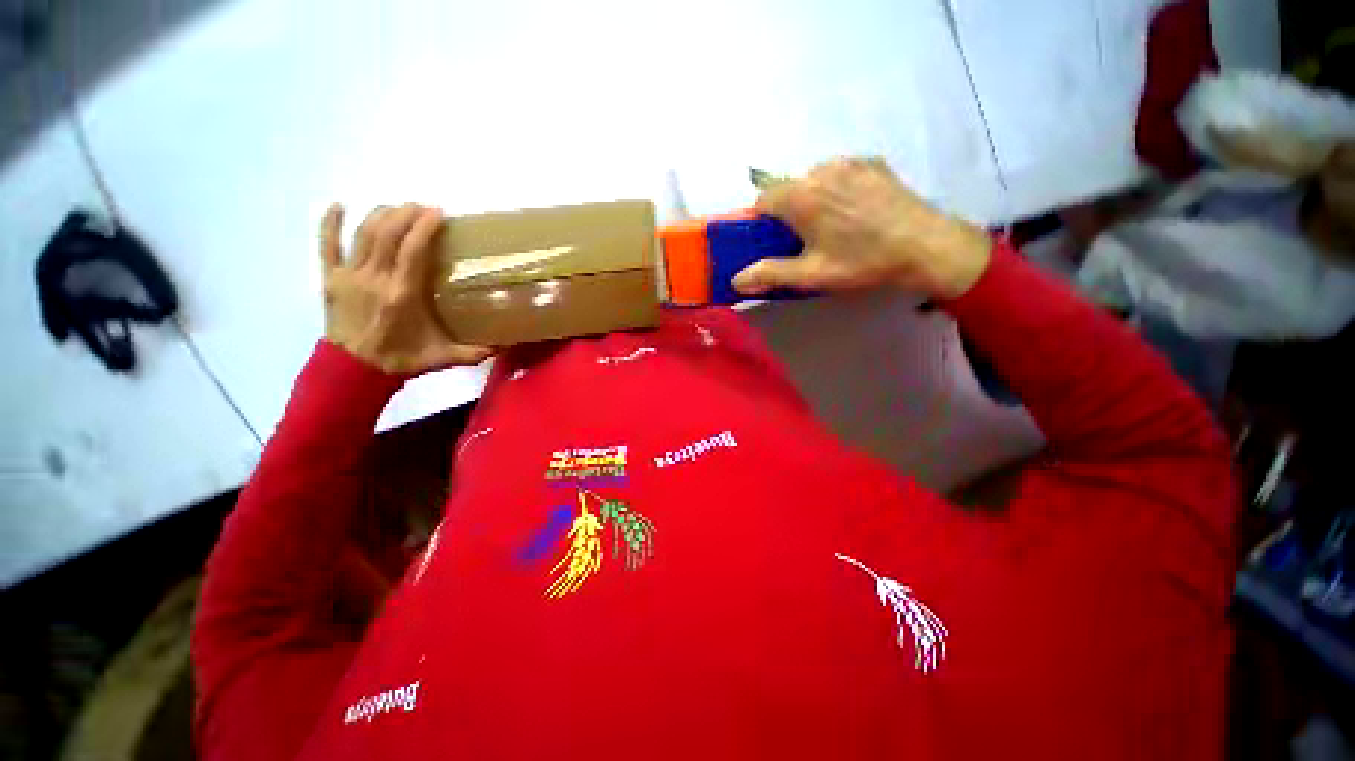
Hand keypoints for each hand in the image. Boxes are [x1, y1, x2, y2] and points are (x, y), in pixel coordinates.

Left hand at [320, 204, 491, 373]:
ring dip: (380, 215)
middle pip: (387, 233)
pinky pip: (326, 245)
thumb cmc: (400, 359)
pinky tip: (337, 205)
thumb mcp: (441, 357)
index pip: (413, 250)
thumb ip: (472, 352)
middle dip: (405, 214)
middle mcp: (375, 278)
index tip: (438, 212)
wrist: (352, 372)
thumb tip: (503, 347)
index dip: (424, 227)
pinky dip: (329, 223)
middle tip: (422, 207)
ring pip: (363, 233)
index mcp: (402, 294)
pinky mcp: (330, 279)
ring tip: (397, 207)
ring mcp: (349, 276)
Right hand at [732, 157, 992, 300]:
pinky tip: (854, 211)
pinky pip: (839, 172)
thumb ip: (769, 274)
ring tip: (833, 225)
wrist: (924, 246)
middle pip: (787, 188)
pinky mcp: (871, 162)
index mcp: (802, 196)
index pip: (762, 198)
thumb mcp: (812, 274)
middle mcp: (821, 170)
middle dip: (787, 211)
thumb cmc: (862, 262)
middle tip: (806, 239)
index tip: (773, 241)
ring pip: (812, 178)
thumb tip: (736, 279)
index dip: (761, 221)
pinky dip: (835, 188)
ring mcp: (849, 161)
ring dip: (811, 198)